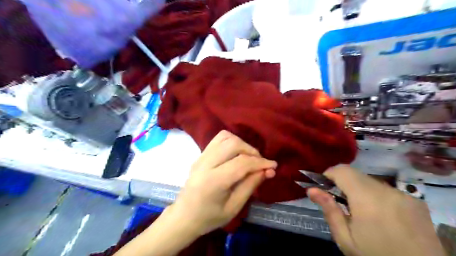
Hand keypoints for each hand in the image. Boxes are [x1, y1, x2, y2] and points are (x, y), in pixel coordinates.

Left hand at [171, 132, 277, 235]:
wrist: (184, 216)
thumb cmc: (209, 217)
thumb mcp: (234, 207)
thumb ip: (250, 186)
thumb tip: (267, 170)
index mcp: (213, 181)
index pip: (241, 163)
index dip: (260, 162)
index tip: (273, 166)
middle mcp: (205, 164)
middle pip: (233, 144)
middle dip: (251, 151)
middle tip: (259, 163)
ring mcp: (201, 156)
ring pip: (225, 137)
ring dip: (242, 144)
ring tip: (248, 157)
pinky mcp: (200, 154)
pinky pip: (218, 139)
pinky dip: (232, 141)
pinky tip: (236, 154)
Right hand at [306, 165, 445, 254]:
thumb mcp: (346, 239)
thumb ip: (329, 210)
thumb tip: (311, 189)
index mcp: (367, 199)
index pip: (343, 170)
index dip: (329, 174)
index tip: (324, 188)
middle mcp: (387, 191)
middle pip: (356, 175)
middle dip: (344, 184)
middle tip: (340, 203)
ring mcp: (404, 195)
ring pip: (371, 182)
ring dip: (360, 190)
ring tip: (360, 212)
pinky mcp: (415, 201)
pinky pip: (387, 190)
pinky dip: (376, 196)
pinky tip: (380, 216)